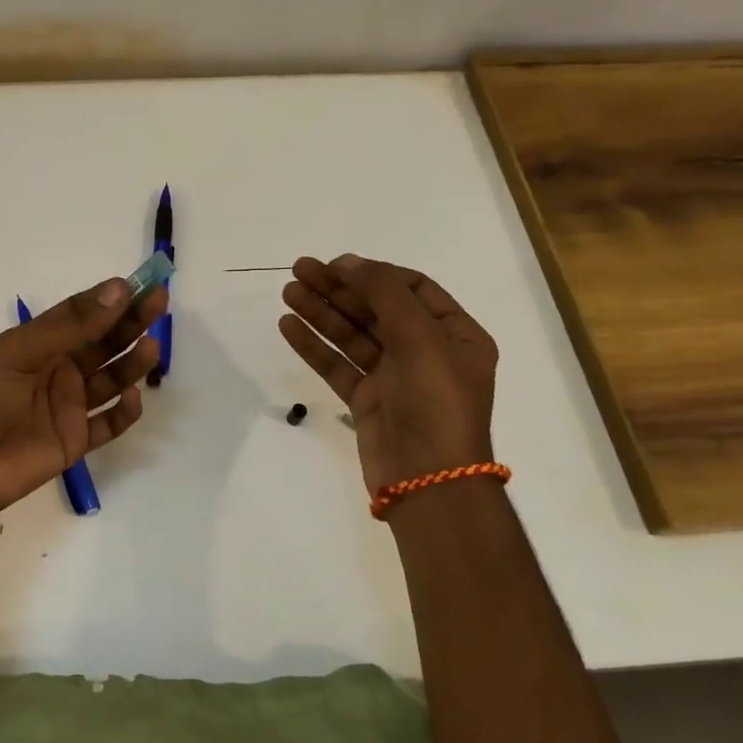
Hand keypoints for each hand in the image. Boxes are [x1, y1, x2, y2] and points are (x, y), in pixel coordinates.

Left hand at [0, 278, 168, 508]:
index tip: (141, 285)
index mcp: (37, 344)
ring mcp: (66, 407)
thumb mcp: (18, 352)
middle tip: (159, 304)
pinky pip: (107, 425)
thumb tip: (118, 288)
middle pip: (102, 344)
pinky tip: (132, 398)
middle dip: (130, 324)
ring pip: (109, 381)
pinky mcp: (73, 441)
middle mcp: (56, 371)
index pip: (82, 315)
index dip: (111, 300)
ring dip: (130, 364)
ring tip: (150, 348)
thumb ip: (70, 325)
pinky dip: (123, 413)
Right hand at [278, 254, 497, 491]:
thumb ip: (384, 294)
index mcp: (454, 335)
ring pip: (353, 335)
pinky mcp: (367, 401)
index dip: (374, 273)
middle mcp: (426, 352)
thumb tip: (349, 262)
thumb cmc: (436, 402)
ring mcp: (394, 378)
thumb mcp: (420, 337)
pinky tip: (289, 326)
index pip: (412, 289)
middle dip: (339, 289)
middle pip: (376, 309)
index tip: (336, 264)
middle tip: (300, 271)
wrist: (428, 480)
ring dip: (321, 313)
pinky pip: (338, 365)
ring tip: (288, 293)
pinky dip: (314, 346)